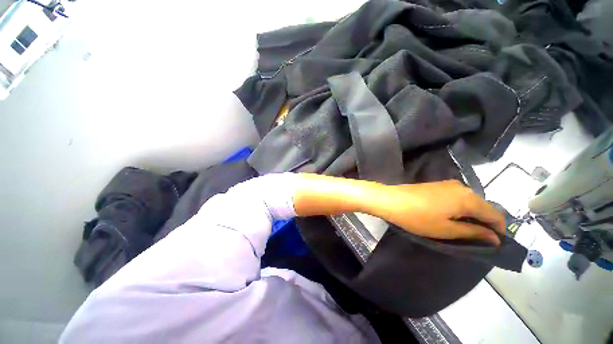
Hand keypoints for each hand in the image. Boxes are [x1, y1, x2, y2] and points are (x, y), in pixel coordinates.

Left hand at [371, 180, 505, 244]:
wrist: (390, 200)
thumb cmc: (417, 217)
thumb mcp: (446, 229)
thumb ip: (473, 232)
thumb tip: (495, 238)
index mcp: (468, 198)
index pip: (496, 215)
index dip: (499, 230)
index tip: (496, 244)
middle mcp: (462, 187)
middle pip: (483, 207)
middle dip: (485, 223)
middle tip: (479, 239)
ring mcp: (448, 184)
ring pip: (470, 202)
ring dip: (472, 216)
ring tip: (465, 231)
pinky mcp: (437, 185)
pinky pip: (457, 198)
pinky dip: (460, 209)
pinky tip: (452, 218)